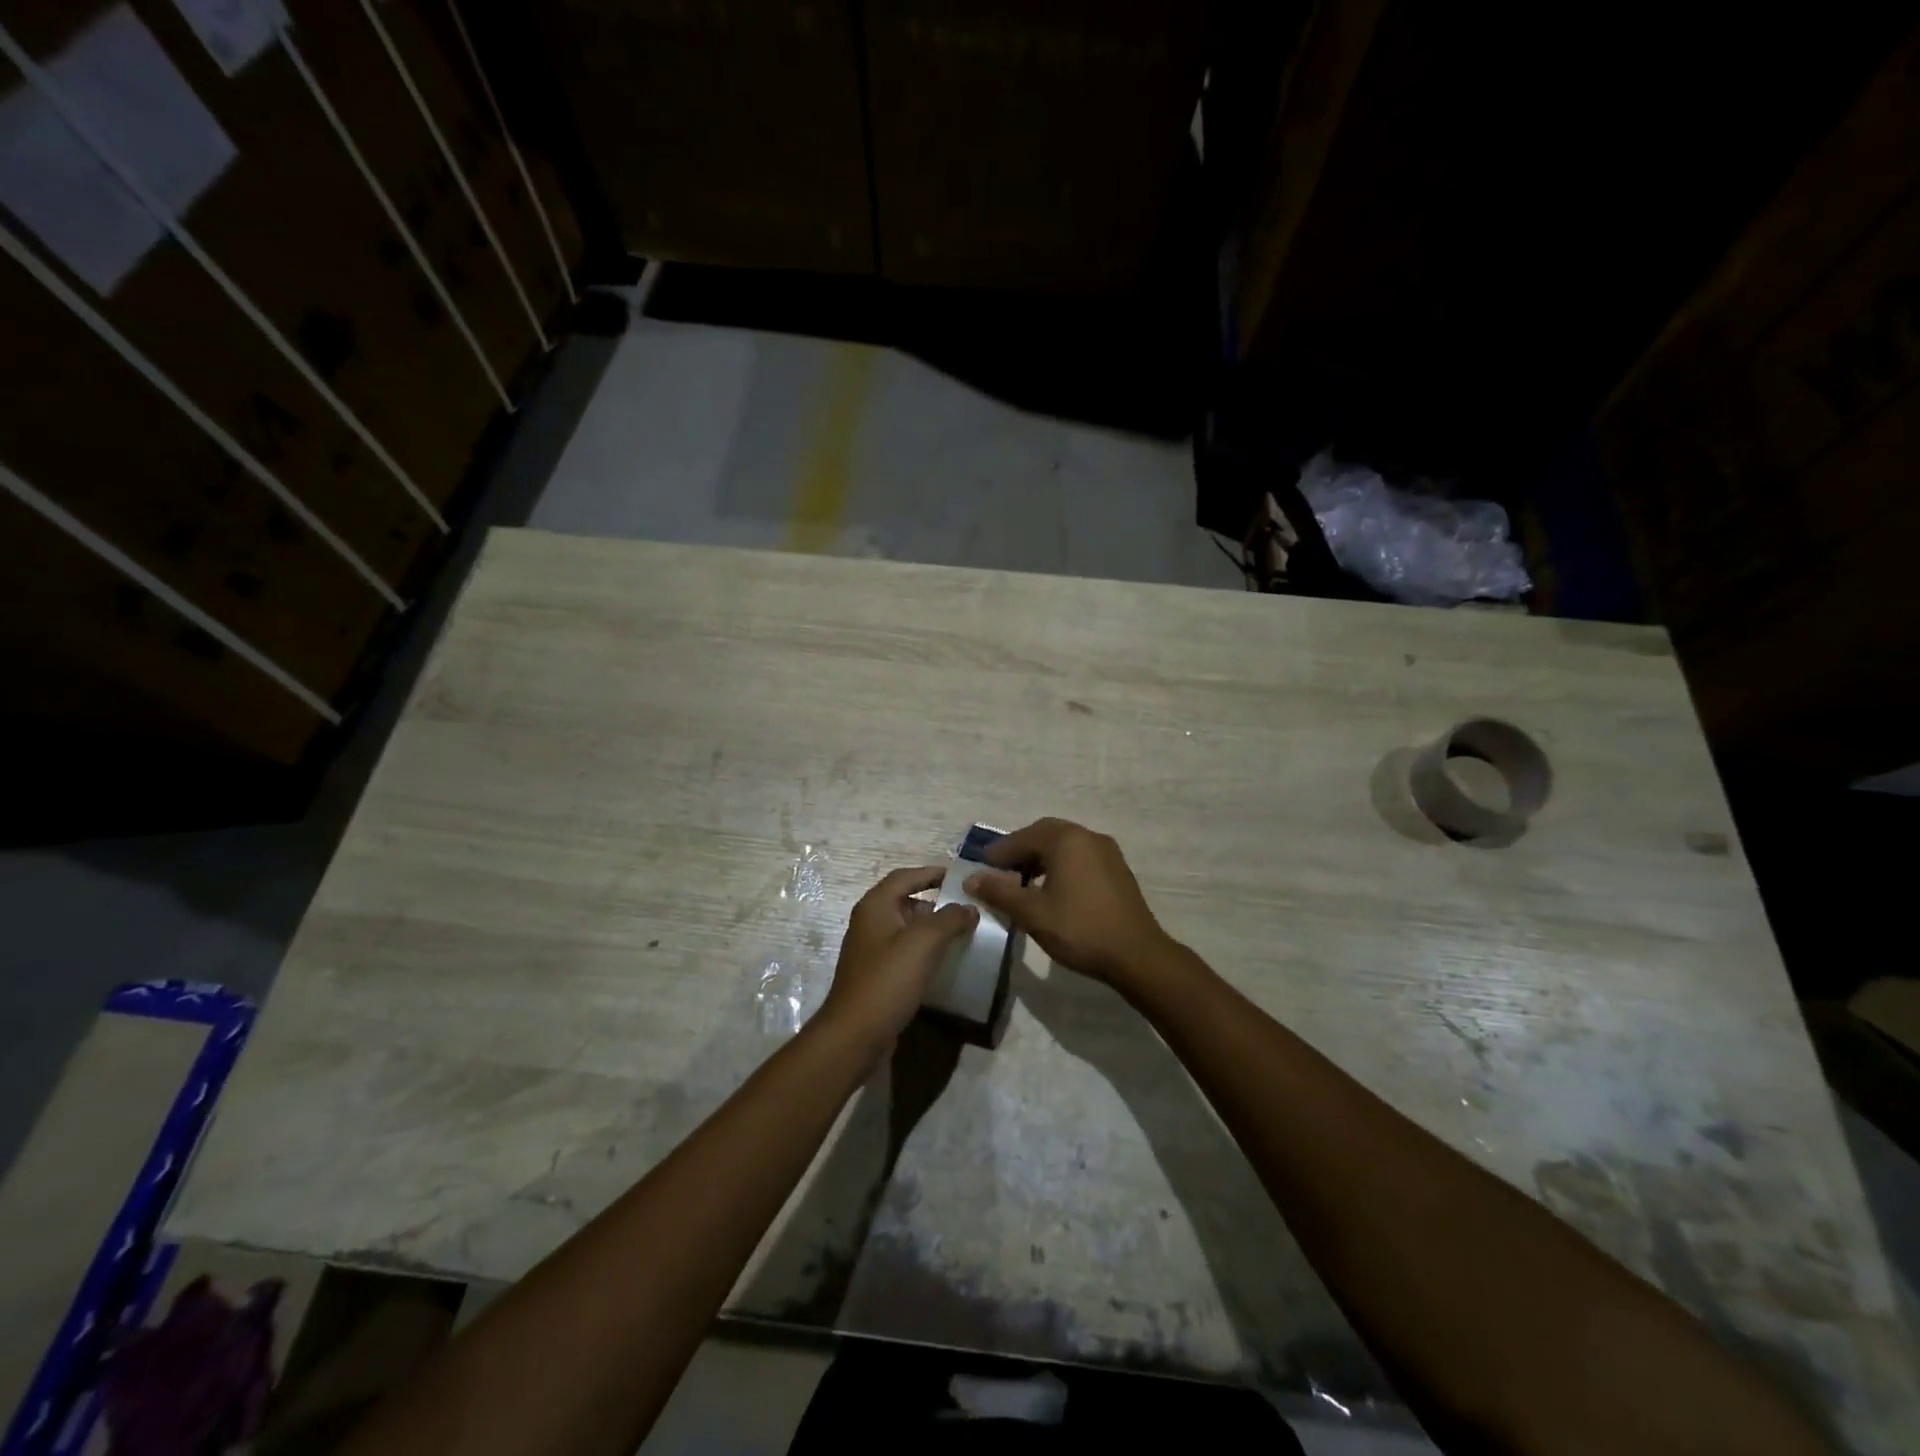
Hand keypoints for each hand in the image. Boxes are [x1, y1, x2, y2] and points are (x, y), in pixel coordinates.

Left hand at [818, 866, 977, 1058]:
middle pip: (906, 900)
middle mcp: (870, 922)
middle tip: (968, 906)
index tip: (961, 877)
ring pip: (907, 928)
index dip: (932, 873)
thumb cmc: (887, 980)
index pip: (906, 876)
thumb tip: (969, 908)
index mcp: (875, 906)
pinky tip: (946, 961)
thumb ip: (949, 919)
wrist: (855, 1035)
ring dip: (933, 927)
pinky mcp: (878, 975)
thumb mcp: (923, 942)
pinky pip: (906, 952)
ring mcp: (872, 950)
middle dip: (937, 901)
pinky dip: (926, 950)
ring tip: (964, 932)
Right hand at [964, 818, 1175, 988]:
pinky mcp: (1117, 868)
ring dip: (1041, 857)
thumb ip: (999, 892)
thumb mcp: (1032, 913)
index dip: (999, 852)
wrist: (1136, 955)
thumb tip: (971, 878)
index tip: (981, 868)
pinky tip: (1053, 889)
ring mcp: (1106, 851)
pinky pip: (1080, 856)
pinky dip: (1061, 864)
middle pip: (1045, 834)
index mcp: (1066, 840)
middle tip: (1001, 872)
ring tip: (1023, 883)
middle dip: (1021, 850)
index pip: (1023, 837)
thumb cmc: (1080, 930)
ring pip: (1065, 844)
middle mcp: (1087, 836)